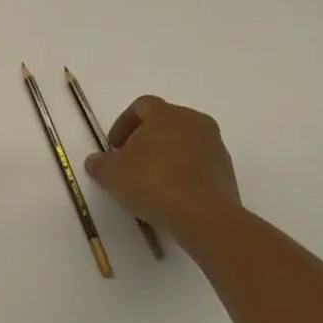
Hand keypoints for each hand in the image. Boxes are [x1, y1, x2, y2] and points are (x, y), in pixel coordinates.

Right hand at [84, 96, 241, 243]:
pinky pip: (198, 163)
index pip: (141, 106)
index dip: (123, 124)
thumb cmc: (152, 183)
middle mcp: (194, 121)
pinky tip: (171, 194)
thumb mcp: (112, 174)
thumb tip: (95, 160)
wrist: (203, 216)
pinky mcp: (226, 170)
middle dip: (145, 139)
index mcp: (166, 113)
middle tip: (130, 162)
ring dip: (165, 156)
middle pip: (165, 122)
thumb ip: (99, 163)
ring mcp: (214, 145)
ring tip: (150, 181)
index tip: (113, 147)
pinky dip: (183, 172)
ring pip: (183, 143)